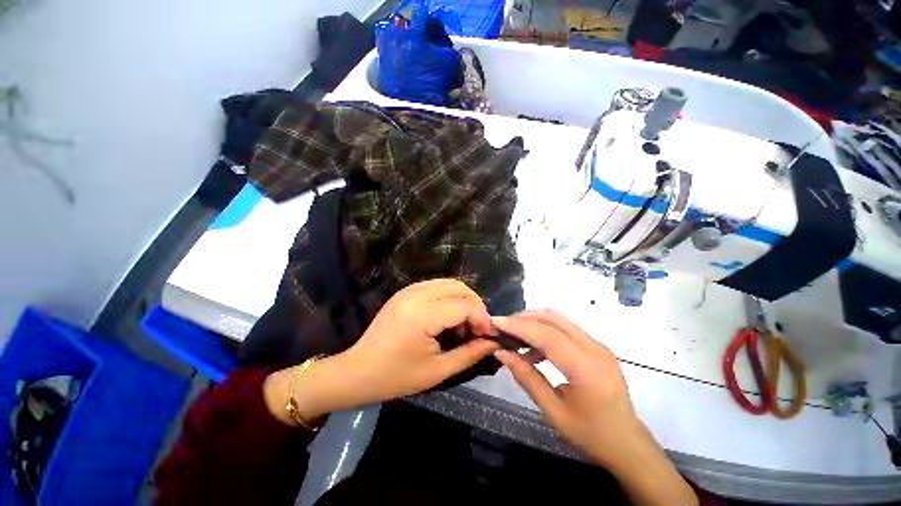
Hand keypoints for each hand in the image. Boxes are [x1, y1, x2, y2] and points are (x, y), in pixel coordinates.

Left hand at [264, 279, 498, 423]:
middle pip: (459, 287)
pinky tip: (448, 317)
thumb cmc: (395, 376)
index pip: (465, 305)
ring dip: (463, 300)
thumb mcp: (436, 371)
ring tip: (464, 324)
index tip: (487, 336)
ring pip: (449, 283)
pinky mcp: (405, 291)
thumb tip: (492, 343)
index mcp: (422, 315)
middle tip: (477, 330)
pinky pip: (437, 286)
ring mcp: (409, 290)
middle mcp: (416, 294)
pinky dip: (449, 297)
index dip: (482, 318)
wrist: (357, 371)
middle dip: (475, 306)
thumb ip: (469, 354)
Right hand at [491, 310, 638, 465]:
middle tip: (502, 326)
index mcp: (585, 368)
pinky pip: (566, 330)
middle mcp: (594, 348)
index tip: (495, 322)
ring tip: (513, 336)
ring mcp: (598, 345)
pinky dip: (545, 332)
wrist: (629, 445)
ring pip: (559, 320)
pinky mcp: (597, 347)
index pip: (546, 335)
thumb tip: (501, 353)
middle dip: (524, 318)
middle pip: (553, 319)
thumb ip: (526, 378)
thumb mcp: (554, 412)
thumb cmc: (591, 435)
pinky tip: (533, 349)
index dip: (518, 326)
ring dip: (534, 322)